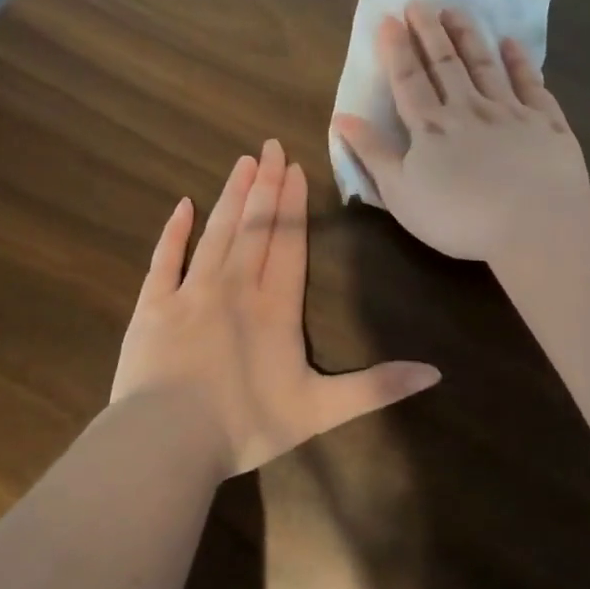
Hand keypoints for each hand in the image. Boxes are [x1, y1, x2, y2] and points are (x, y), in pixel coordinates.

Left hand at [110, 140, 441, 478]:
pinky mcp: (153, 306)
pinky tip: (182, 206)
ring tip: (242, 163)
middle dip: (264, 186)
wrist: (168, 441)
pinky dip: (174, 232)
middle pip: (254, 227)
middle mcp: (235, 287)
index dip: (293, 205)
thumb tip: (436, 373)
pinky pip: (164, 259)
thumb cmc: (246, 425)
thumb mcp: (321, 411)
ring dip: (230, 197)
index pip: (289, 244)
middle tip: (269, 146)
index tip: (294, 168)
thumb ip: (377, 388)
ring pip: (216, 233)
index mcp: (275, 307)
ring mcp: (190, 292)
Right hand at [333, 1, 589, 261]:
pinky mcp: (546, 123)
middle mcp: (468, 109)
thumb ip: (372, 153)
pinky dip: (520, 61)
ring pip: (485, 65)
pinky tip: (511, 43)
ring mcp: (510, 112)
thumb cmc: (458, 216)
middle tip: (420, 2)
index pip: (408, 80)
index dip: (396, 50)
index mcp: (430, 127)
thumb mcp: (400, 192)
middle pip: (445, 64)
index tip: (389, 19)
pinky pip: (530, 84)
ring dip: (468, 36)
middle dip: (429, 32)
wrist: (533, 223)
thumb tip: (342, 117)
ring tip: (456, 10)